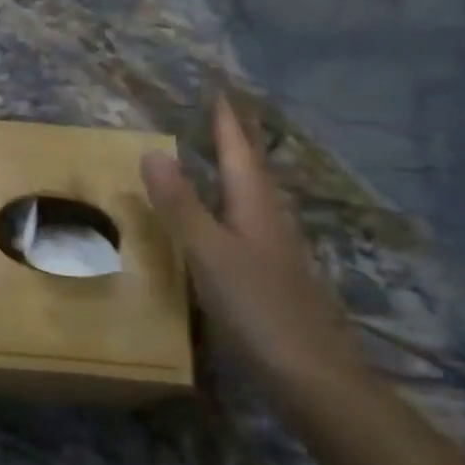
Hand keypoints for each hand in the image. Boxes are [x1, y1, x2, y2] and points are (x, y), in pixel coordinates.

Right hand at [140, 98, 368, 412]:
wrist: (313, 377)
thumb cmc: (258, 308)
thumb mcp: (209, 253)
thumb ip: (180, 204)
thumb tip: (152, 150)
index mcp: (254, 204)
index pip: (237, 148)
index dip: (226, 119)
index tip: (218, 87)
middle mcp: (270, 217)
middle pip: (252, 166)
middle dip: (237, 137)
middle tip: (222, 111)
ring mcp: (278, 248)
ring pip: (255, 194)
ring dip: (239, 168)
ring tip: (223, 154)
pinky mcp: (276, 275)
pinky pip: (252, 220)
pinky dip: (237, 202)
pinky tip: (232, 219)